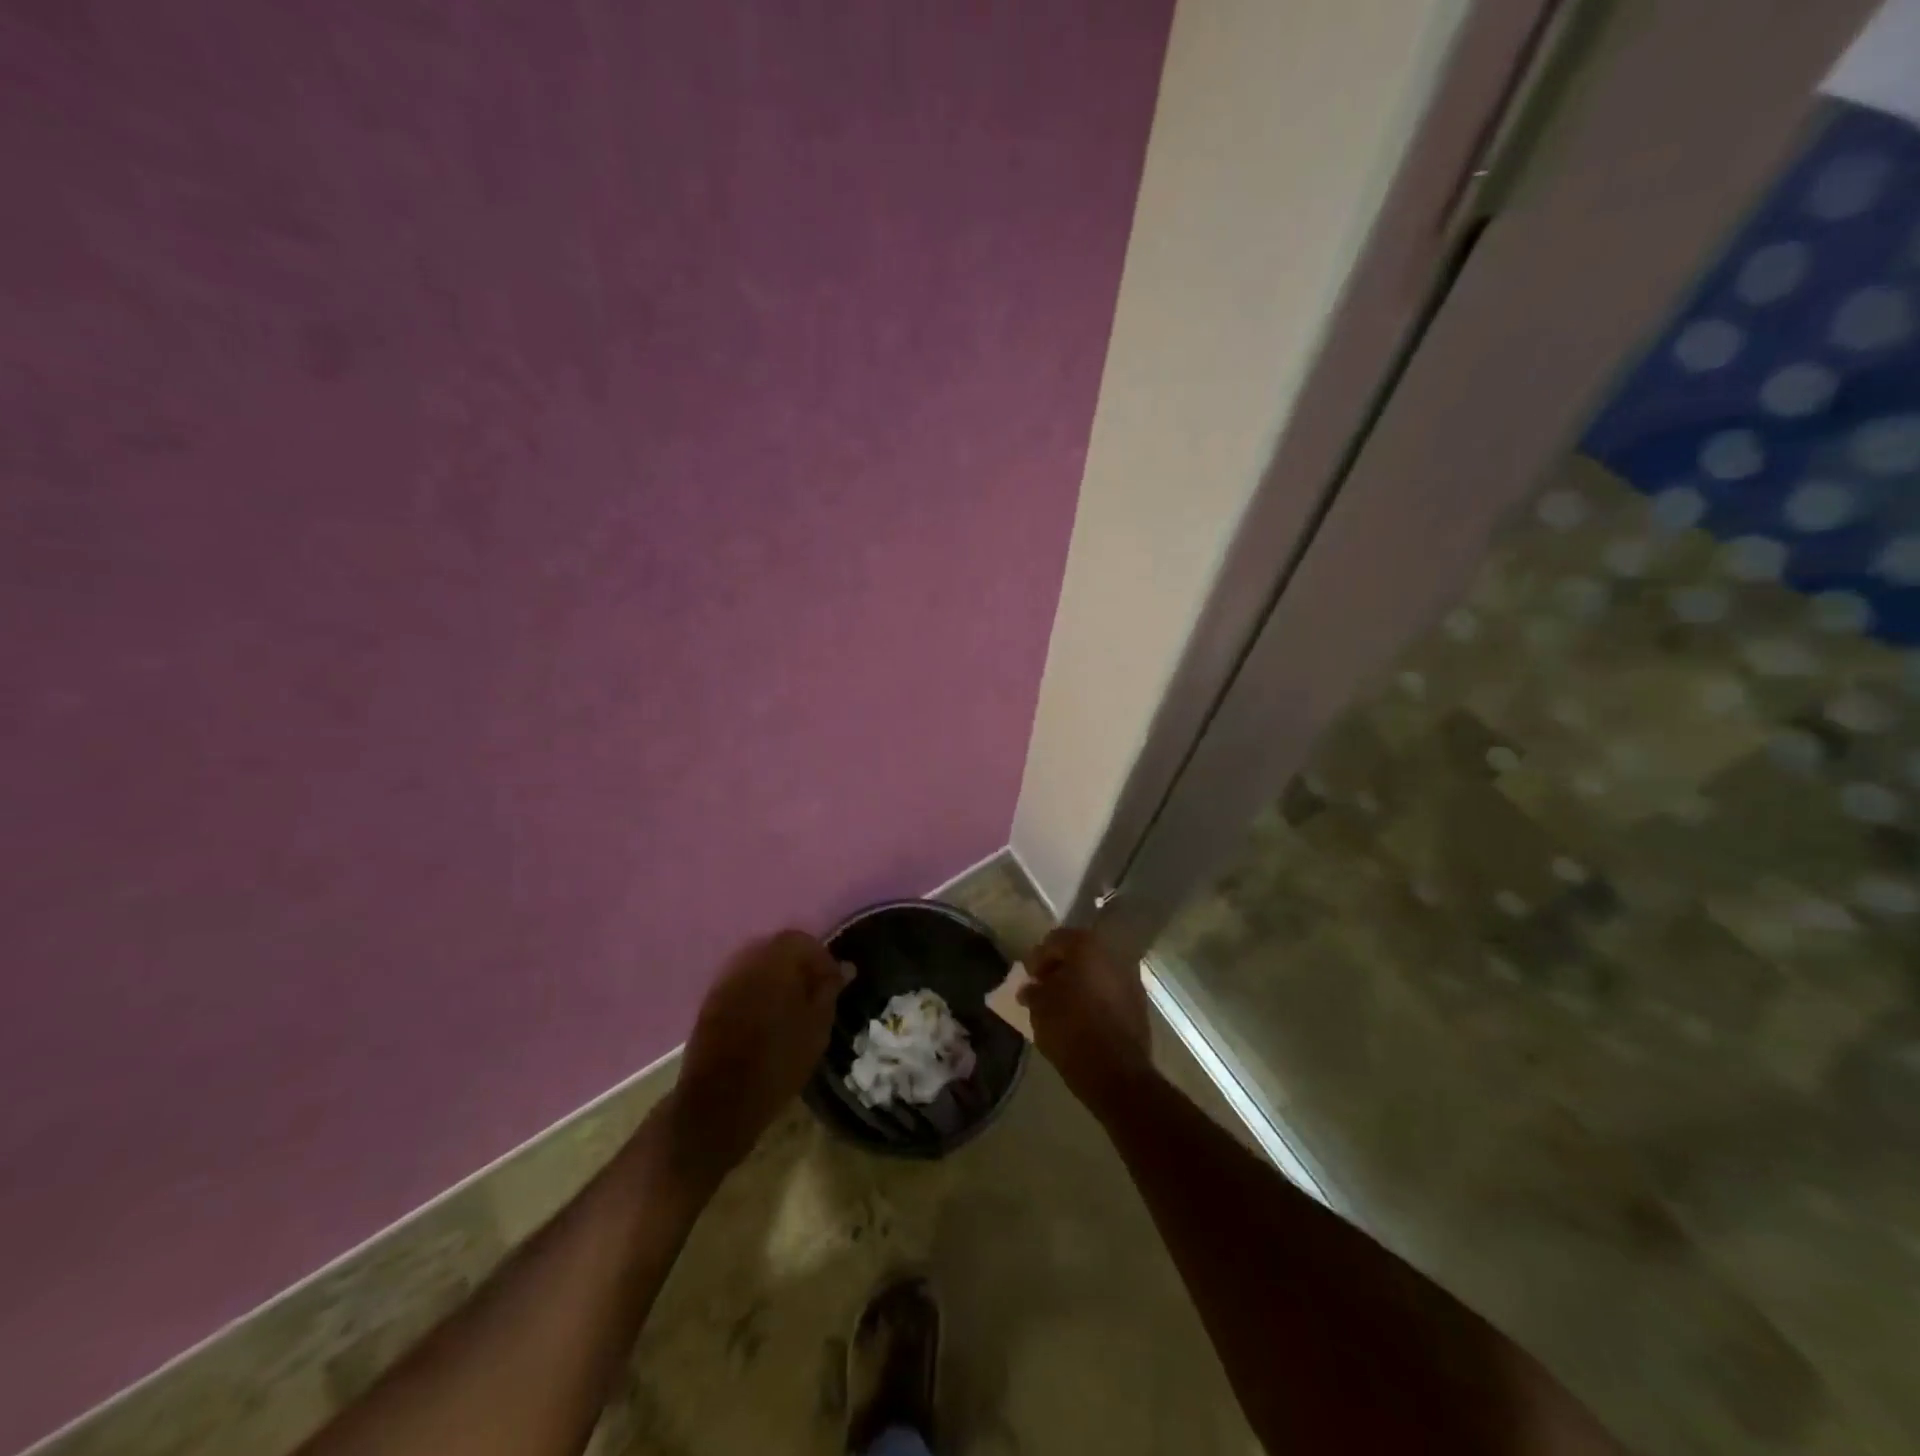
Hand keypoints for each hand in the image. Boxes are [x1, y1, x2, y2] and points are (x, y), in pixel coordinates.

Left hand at [667, 930, 846, 1185]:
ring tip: (792, 1007)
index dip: (822, 959)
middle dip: (799, 965)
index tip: (834, 984)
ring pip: (758, 965)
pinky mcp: (710, 1002)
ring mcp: (724, 980)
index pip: (802, 940)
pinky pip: (742, 983)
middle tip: (815, 993)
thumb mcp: (816, 1027)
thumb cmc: (777, 1063)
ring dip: (777, 978)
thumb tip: (845, 967)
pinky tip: (768, 1018)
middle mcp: (746, 961)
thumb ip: (829, 990)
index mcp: (774, 961)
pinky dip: (758, 992)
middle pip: (777, 949)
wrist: (719, 1102)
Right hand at [1018, 927, 1152, 1111]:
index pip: (1055, 941)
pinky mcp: (1140, 1002)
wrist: (1117, 1073)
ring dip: (1080, 983)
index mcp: (1086, 946)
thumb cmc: (1071, 1030)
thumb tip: (1031, 988)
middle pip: (1079, 953)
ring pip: (1097, 972)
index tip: (1030, 979)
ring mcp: (1130, 977)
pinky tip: (1084, 1016)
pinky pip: (1111, 990)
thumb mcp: (1040, 1009)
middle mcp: (1112, 954)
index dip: (1038, 959)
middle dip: (1061, 969)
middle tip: (1045, 988)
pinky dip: (1096, 997)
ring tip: (1063, 1005)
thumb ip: (1033, 991)